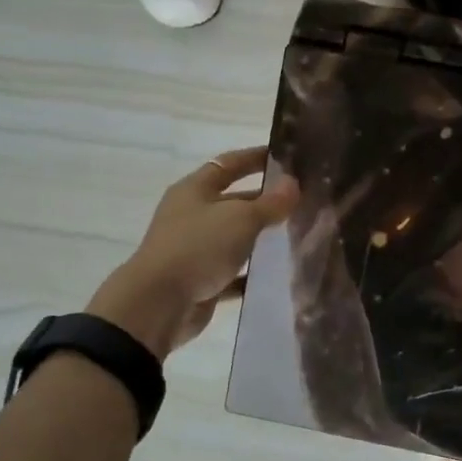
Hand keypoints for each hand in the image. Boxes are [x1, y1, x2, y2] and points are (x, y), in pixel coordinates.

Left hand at [88, 147, 298, 357]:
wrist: (159, 304)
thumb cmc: (198, 247)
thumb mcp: (240, 218)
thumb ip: (270, 202)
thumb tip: (293, 184)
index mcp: (194, 190)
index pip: (229, 164)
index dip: (255, 157)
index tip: (285, 156)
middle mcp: (192, 216)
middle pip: (233, 201)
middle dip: (264, 200)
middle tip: (302, 200)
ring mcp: (195, 249)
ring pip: (235, 238)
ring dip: (261, 237)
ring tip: (297, 234)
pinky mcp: (201, 280)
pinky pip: (233, 272)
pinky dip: (252, 272)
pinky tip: (278, 273)